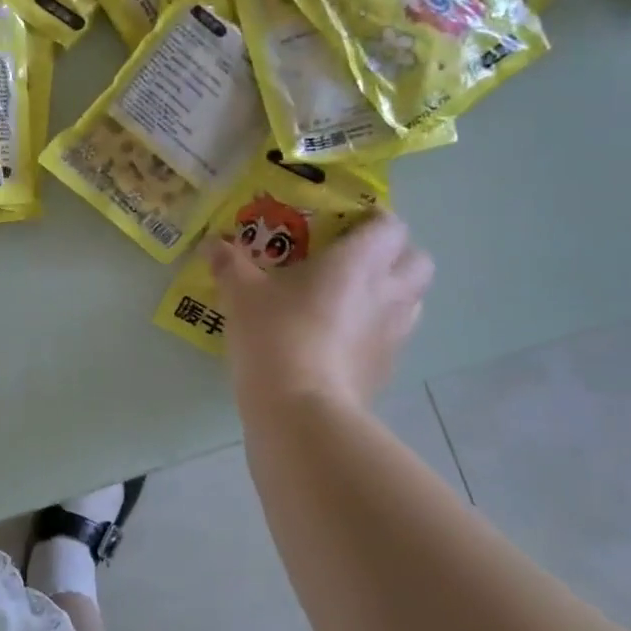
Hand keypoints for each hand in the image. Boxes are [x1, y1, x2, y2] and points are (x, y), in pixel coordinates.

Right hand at [208, 211, 433, 409]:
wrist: (300, 410)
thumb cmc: (275, 335)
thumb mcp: (241, 295)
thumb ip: (230, 264)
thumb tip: (213, 244)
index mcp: (359, 261)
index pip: (391, 225)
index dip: (373, 220)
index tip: (343, 225)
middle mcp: (388, 292)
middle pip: (417, 260)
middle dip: (394, 255)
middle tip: (354, 261)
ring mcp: (394, 334)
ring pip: (412, 300)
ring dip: (390, 293)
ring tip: (349, 300)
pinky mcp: (388, 369)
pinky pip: (394, 338)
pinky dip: (376, 332)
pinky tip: (340, 341)